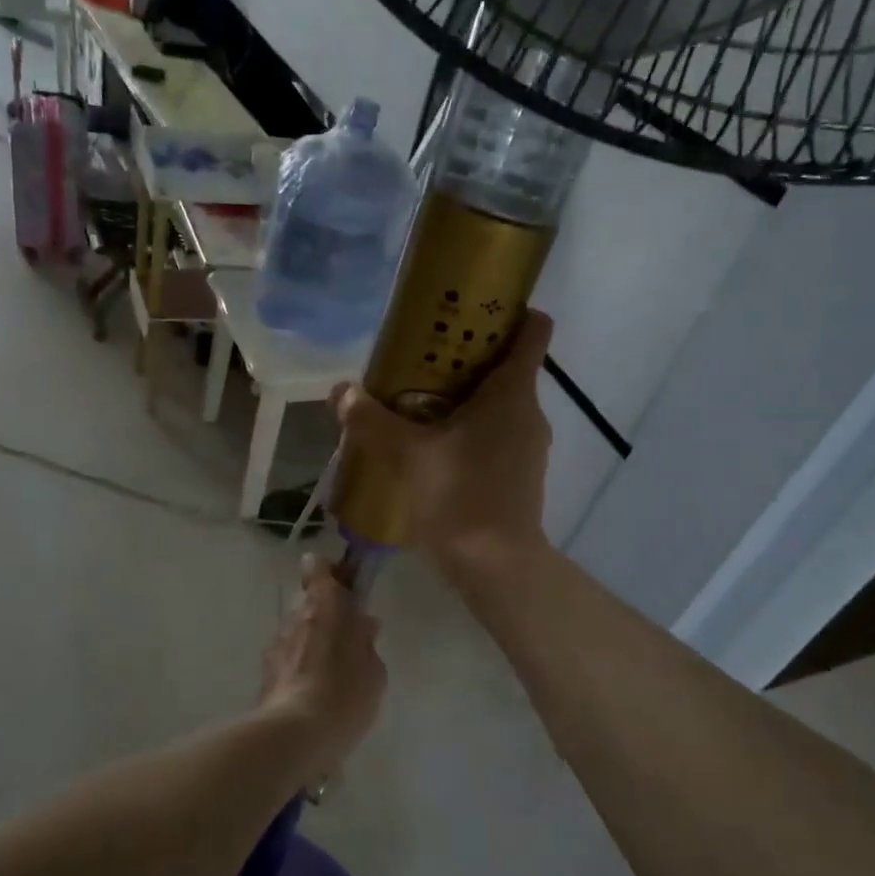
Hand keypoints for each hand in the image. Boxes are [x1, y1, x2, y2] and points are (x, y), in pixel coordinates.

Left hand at [259, 554, 384, 775]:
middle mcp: (296, 617)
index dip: (330, 573)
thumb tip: (364, 624)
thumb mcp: (373, 669)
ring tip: (332, 674)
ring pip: (297, 632)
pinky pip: (287, 661)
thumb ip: (367, 642)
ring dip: (312, 644)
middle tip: (348, 639)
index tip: (345, 587)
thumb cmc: (345, 693)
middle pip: (309, 603)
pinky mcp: (265, 674)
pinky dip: (299, 669)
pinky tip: (314, 694)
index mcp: (325, 605)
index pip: (318, 568)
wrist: (295, 734)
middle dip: (326, 616)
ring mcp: (276, 645)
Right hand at [332, 310, 554, 579]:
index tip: (473, 309)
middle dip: (469, 358)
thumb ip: (371, 420)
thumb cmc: (459, 497)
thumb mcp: (407, 455)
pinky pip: (498, 436)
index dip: (510, 310)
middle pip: (508, 367)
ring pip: (501, 405)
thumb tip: (341, 392)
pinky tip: (436, 449)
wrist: (496, 567)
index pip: (533, 330)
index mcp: (512, 393)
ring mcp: (530, 447)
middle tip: (423, 361)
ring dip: (467, 399)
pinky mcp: (522, 475)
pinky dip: (472, 432)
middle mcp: (529, 413)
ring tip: (421, 405)